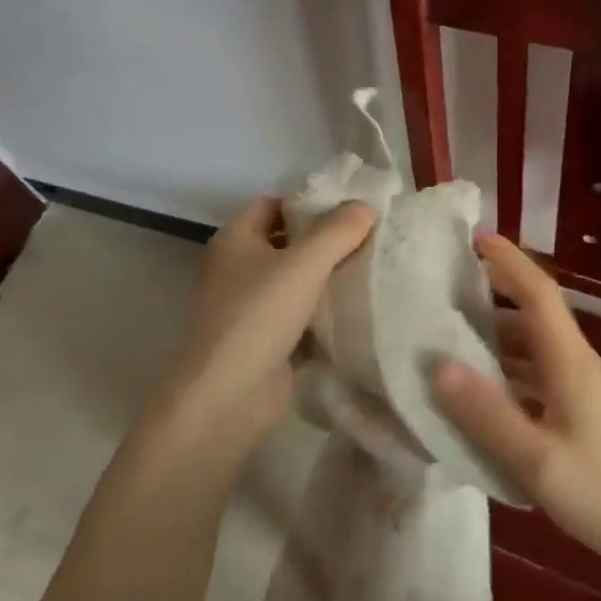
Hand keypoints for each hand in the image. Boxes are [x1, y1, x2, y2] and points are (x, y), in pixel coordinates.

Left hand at [153, 197, 374, 458]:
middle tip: (369, 239)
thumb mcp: (303, 264)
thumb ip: (337, 231)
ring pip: (295, 282)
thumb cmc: (259, 315)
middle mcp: (238, 268)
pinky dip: (322, 314)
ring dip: (327, 280)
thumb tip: (364, 206)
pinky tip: (357, 311)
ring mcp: (249, 307)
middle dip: (324, 242)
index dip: (308, 204)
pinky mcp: (264, 341)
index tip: (350, 211)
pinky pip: (299, 317)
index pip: (274, 206)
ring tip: (372, 271)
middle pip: (287, 243)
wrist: (227, 397)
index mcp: (235, 239)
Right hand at [433, 236, 600, 600]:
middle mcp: (575, 362)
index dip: (508, 260)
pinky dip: (507, 362)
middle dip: (498, 285)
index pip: (537, 291)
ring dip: (500, 325)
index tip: (475, 237)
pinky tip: (482, 382)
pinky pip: (536, 369)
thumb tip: (438, 364)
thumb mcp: (536, 458)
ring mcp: (580, 387)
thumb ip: (487, 412)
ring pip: (535, 340)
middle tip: (451, 279)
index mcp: (568, 359)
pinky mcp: (579, 411)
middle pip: (535, 309)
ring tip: (455, 325)